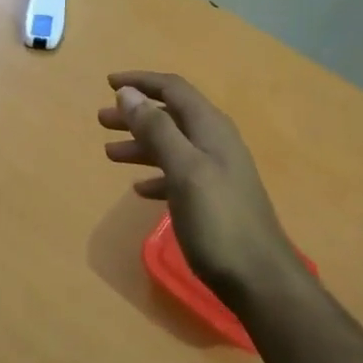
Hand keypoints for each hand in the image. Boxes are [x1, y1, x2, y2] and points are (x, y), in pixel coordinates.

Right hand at [97, 71, 302, 303]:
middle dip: (135, 114)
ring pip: (172, 145)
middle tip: (102, 120)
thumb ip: (157, 130)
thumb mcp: (184, 170)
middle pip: (170, 116)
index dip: (141, 82)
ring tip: (110, 153)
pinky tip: (139, 189)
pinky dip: (156, 174)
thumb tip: (128, 93)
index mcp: (210, 129)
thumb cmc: (218, 221)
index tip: (108, 83)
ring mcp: (217, 171)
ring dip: (141, 144)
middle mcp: (215, 142)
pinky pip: (178, 174)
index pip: (173, 89)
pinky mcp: (214, 198)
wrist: (260, 280)